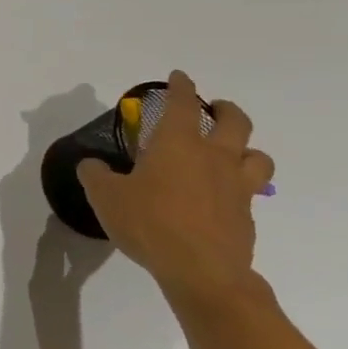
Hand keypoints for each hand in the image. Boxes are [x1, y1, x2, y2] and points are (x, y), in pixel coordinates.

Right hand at [77, 70, 274, 302]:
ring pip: (257, 156)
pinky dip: (239, 189)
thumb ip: (96, 176)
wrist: (201, 271)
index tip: (179, 77)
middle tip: (216, 109)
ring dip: (246, 149)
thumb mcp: (106, 198)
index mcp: (179, 144)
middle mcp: (214, 157)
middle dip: (226, 109)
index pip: (183, 104)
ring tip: (232, 154)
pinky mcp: (247, 216)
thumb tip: (90, 165)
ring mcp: (237, 187)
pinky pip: (250, 193)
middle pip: (235, 122)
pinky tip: (221, 200)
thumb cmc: (150, 223)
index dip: (181, 87)